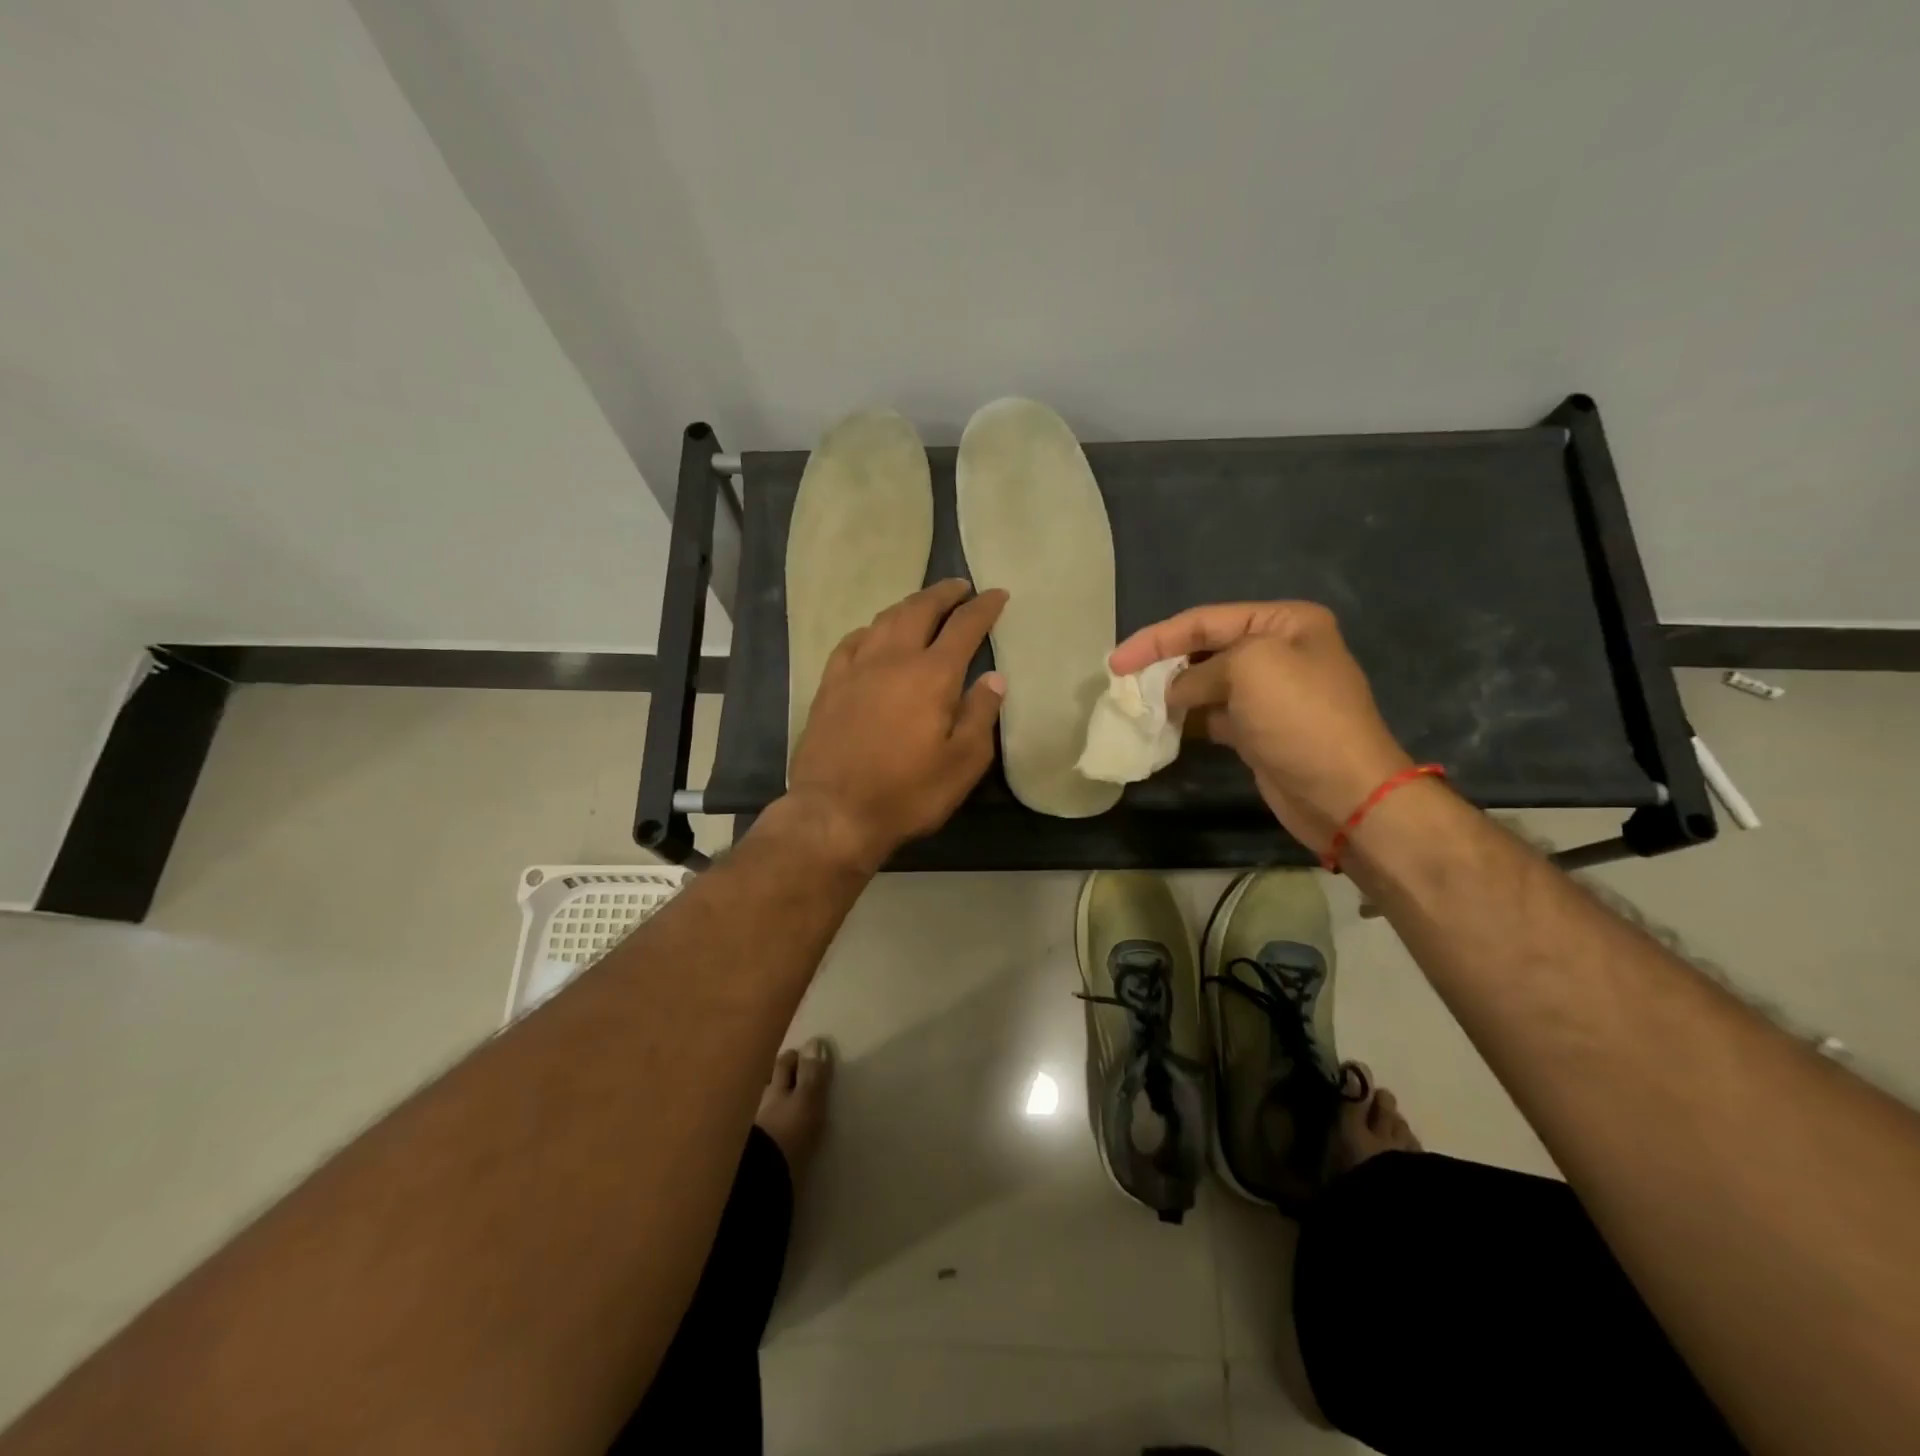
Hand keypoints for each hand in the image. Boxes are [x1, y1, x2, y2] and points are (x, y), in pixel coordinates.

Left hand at [784, 579, 1007, 872]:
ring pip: (884, 620)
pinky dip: (870, 629)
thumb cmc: (907, 793)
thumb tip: (993, 678)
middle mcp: (893, 659)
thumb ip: (980, 715)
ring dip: (908, 605)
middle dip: (943, 593)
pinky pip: (852, 642)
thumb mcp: (962, 763)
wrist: (835, 812)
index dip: (983, 607)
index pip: (964, 627)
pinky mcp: (829, 686)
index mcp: (932, 675)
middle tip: (960, 586)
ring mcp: (855, 669)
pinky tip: (873, 634)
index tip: (997, 594)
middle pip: (920, 610)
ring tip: (922, 604)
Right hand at [1110, 602, 1412, 853]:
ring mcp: (1269, 694)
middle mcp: (1278, 651)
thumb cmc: (1300, 718)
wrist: (1344, 793)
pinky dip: (1186, 719)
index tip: (1115, 663)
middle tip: (1122, 683)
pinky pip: (1212, 715)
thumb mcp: (1248, 669)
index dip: (1157, 638)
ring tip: (1134, 705)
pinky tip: (1160, 727)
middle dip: (1163, 663)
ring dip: (1171, 693)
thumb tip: (1174, 692)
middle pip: (1204, 649)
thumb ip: (1199, 670)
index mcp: (1284, 622)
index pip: (1206, 620)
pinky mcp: (1259, 730)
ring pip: (1205, 684)